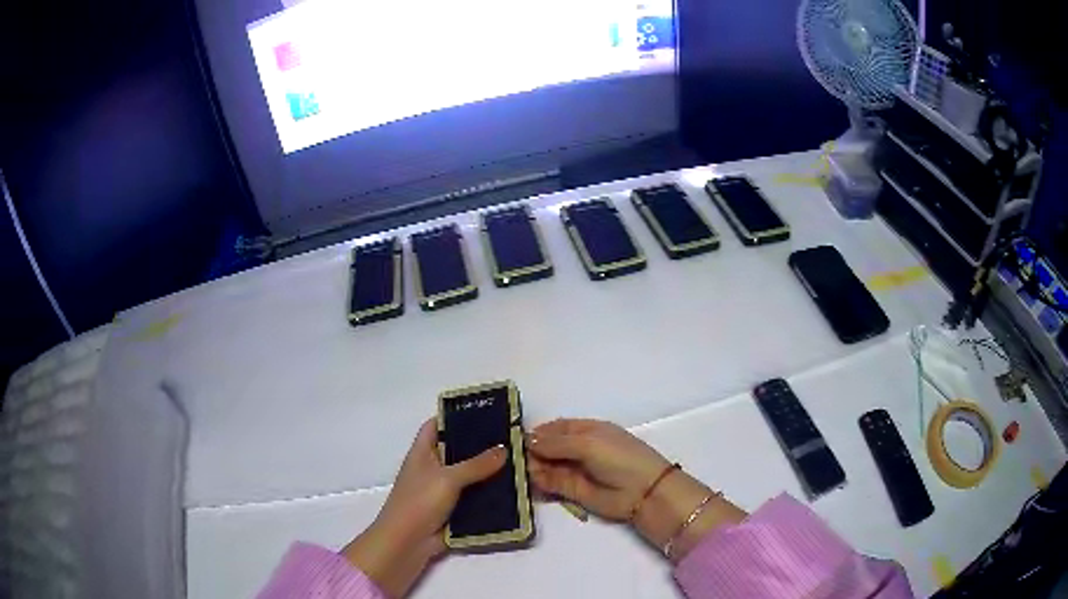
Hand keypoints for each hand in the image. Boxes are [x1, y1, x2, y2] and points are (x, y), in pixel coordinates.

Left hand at [342, 418, 505, 596]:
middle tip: (508, 437)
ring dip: (487, 472)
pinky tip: (511, 489)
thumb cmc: (419, 501)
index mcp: (422, 453)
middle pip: (456, 450)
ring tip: (516, 460)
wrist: (407, 541)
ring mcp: (442, 491)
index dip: (453, 417)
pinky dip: (488, 494)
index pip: (435, 426)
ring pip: (468, 476)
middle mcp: (432, 468)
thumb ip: (476, 464)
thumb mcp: (448, 478)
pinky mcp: (453, 510)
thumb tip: (503, 449)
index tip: (482, 411)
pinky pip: (473, 498)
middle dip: (479, 445)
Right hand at [527, 419, 671, 519]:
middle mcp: (579, 449)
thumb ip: (556, 443)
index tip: (513, 437)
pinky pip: (550, 485)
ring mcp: (575, 471)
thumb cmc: (619, 458)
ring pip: (546, 467)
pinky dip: (537, 483)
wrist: (643, 492)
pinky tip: (526, 481)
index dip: (537, 431)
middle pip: (548, 447)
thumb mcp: (588, 443)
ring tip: (515, 469)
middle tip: (510, 457)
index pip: (556, 428)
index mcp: (587, 430)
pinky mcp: (572, 492)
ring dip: (531, 467)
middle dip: (530, 451)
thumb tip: (528, 440)